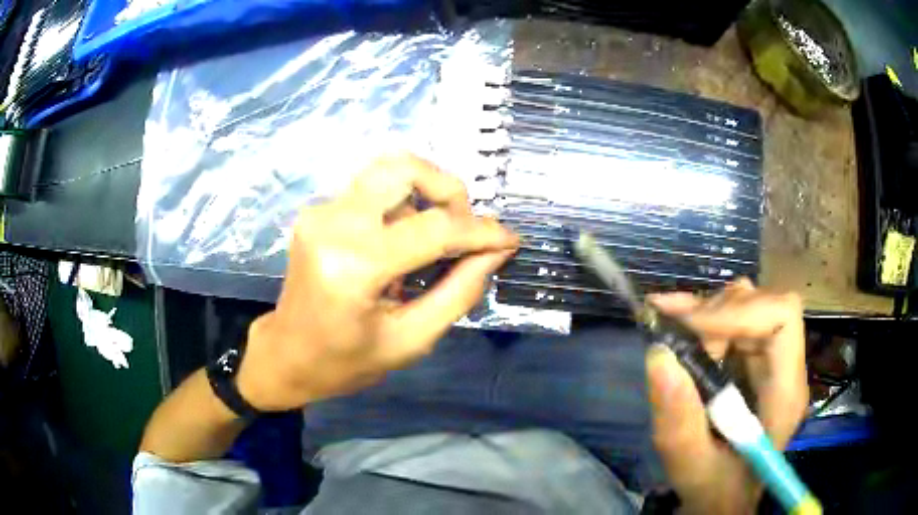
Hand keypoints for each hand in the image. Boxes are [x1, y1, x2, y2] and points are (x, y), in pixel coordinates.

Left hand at [236, 154, 518, 411]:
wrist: (287, 354)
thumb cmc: (346, 362)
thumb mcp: (411, 340)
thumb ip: (459, 292)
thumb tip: (496, 251)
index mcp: (353, 266)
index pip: (433, 228)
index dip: (480, 232)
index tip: (509, 240)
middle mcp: (333, 223)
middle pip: (403, 168)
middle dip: (448, 190)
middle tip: (463, 230)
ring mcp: (320, 211)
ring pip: (388, 172)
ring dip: (424, 195)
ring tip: (434, 239)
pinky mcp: (318, 211)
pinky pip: (372, 188)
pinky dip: (402, 204)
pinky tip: (404, 241)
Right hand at [645, 279, 807, 513]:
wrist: (724, 499)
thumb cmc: (716, 490)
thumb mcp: (691, 466)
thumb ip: (678, 420)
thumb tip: (658, 354)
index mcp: (785, 392)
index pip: (782, 318)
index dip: (740, 311)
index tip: (693, 330)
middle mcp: (784, 366)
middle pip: (762, 305)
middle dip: (716, 312)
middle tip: (671, 327)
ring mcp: (769, 361)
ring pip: (746, 305)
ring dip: (707, 312)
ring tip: (671, 325)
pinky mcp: (752, 361)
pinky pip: (732, 319)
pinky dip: (702, 317)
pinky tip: (675, 319)